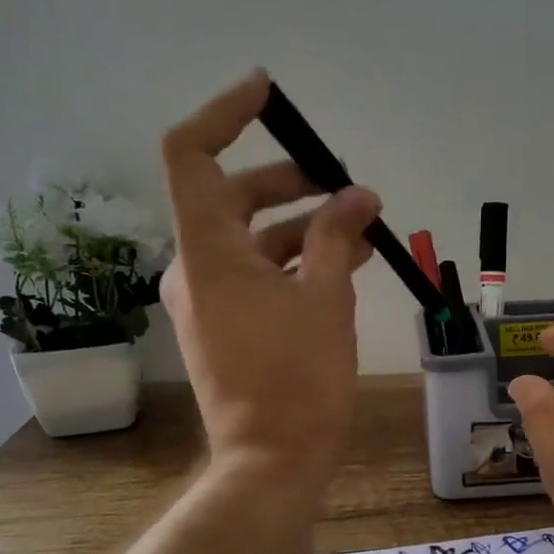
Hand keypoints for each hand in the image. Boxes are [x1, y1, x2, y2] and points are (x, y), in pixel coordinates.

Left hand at [159, 70, 378, 488]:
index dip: (225, 113)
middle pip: (232, 196)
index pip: (192, 155)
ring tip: (361, 227)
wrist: (273, 460)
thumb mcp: (326, 298)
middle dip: (290, 182)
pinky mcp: (224, 326)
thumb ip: (337, 236)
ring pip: (251, 239)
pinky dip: (294, 261)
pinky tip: (343, 264)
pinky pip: (256, 275)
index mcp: (208, 251)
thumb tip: (357, 195)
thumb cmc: (299, 379)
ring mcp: (206, 300)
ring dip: (303, 225)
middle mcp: (195, 268)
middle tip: (343, 185)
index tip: (268, 93)